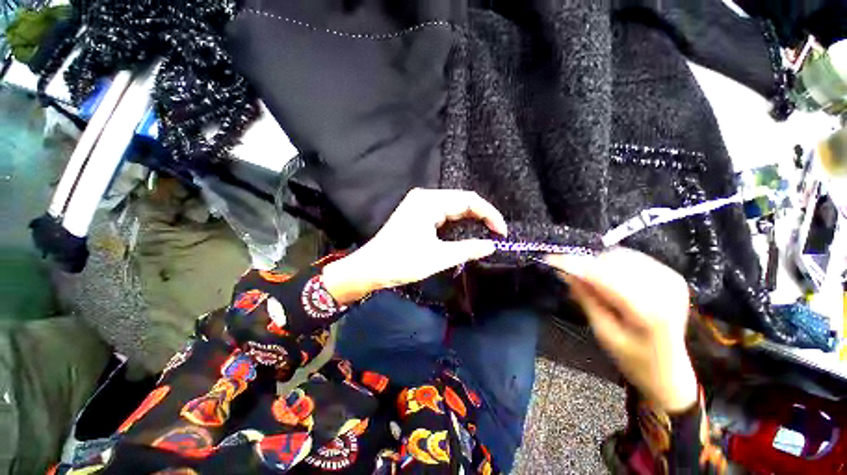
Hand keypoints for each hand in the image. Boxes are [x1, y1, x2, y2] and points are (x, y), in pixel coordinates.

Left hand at [322, 188, 506, 303]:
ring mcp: (420, 204)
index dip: (489, 214)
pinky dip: (457, 221)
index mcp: (429, 201)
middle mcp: (425, 197)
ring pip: (453, 206)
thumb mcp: (438, 257)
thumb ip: (468, 249)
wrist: (370, 268)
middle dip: (481, 216)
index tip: (501, 232)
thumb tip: (492, 245)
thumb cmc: (402, 262)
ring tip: (486, 232)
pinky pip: (443, 212)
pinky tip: (466, 230)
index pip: (469, 200)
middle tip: (496, 234)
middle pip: (462, 201)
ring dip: (470, 219)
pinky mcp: (417, 213)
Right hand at [545, 248, 697, 412]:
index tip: (551, 259)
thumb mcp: (603, 332)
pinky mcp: (672, 276)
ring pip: (622, 256)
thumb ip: (586, 299)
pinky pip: (633, 258)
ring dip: (599, 264)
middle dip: (587, 265)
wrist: (669, 370)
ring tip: (591, 282)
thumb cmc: (632, 359)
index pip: (605, 277)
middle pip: (613, 261)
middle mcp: (665, 289)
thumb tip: (566, 272)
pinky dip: (613, 264)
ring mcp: (671, 280)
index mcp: (649, 311)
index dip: (575, 265)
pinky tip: (609, 279)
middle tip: (571, 277)